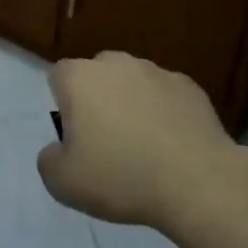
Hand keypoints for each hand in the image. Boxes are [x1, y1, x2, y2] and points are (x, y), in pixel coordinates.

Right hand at [37, 52, 235, 229]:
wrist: (198, 183)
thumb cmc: (121, 177)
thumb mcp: (64, 184)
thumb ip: (49, 161)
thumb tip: (57, 150)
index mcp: (79, 78)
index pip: (58, 77)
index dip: (64, 105)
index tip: (77, 137)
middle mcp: (114, 63)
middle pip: (97, 75)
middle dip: (99, 100)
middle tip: (109, 142)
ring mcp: (154, 71)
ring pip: (134, 83)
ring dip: (133, 104)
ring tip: (146, 147)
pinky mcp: (189, 86)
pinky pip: (167, 96)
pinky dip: (166, 113)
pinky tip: (175, 146)